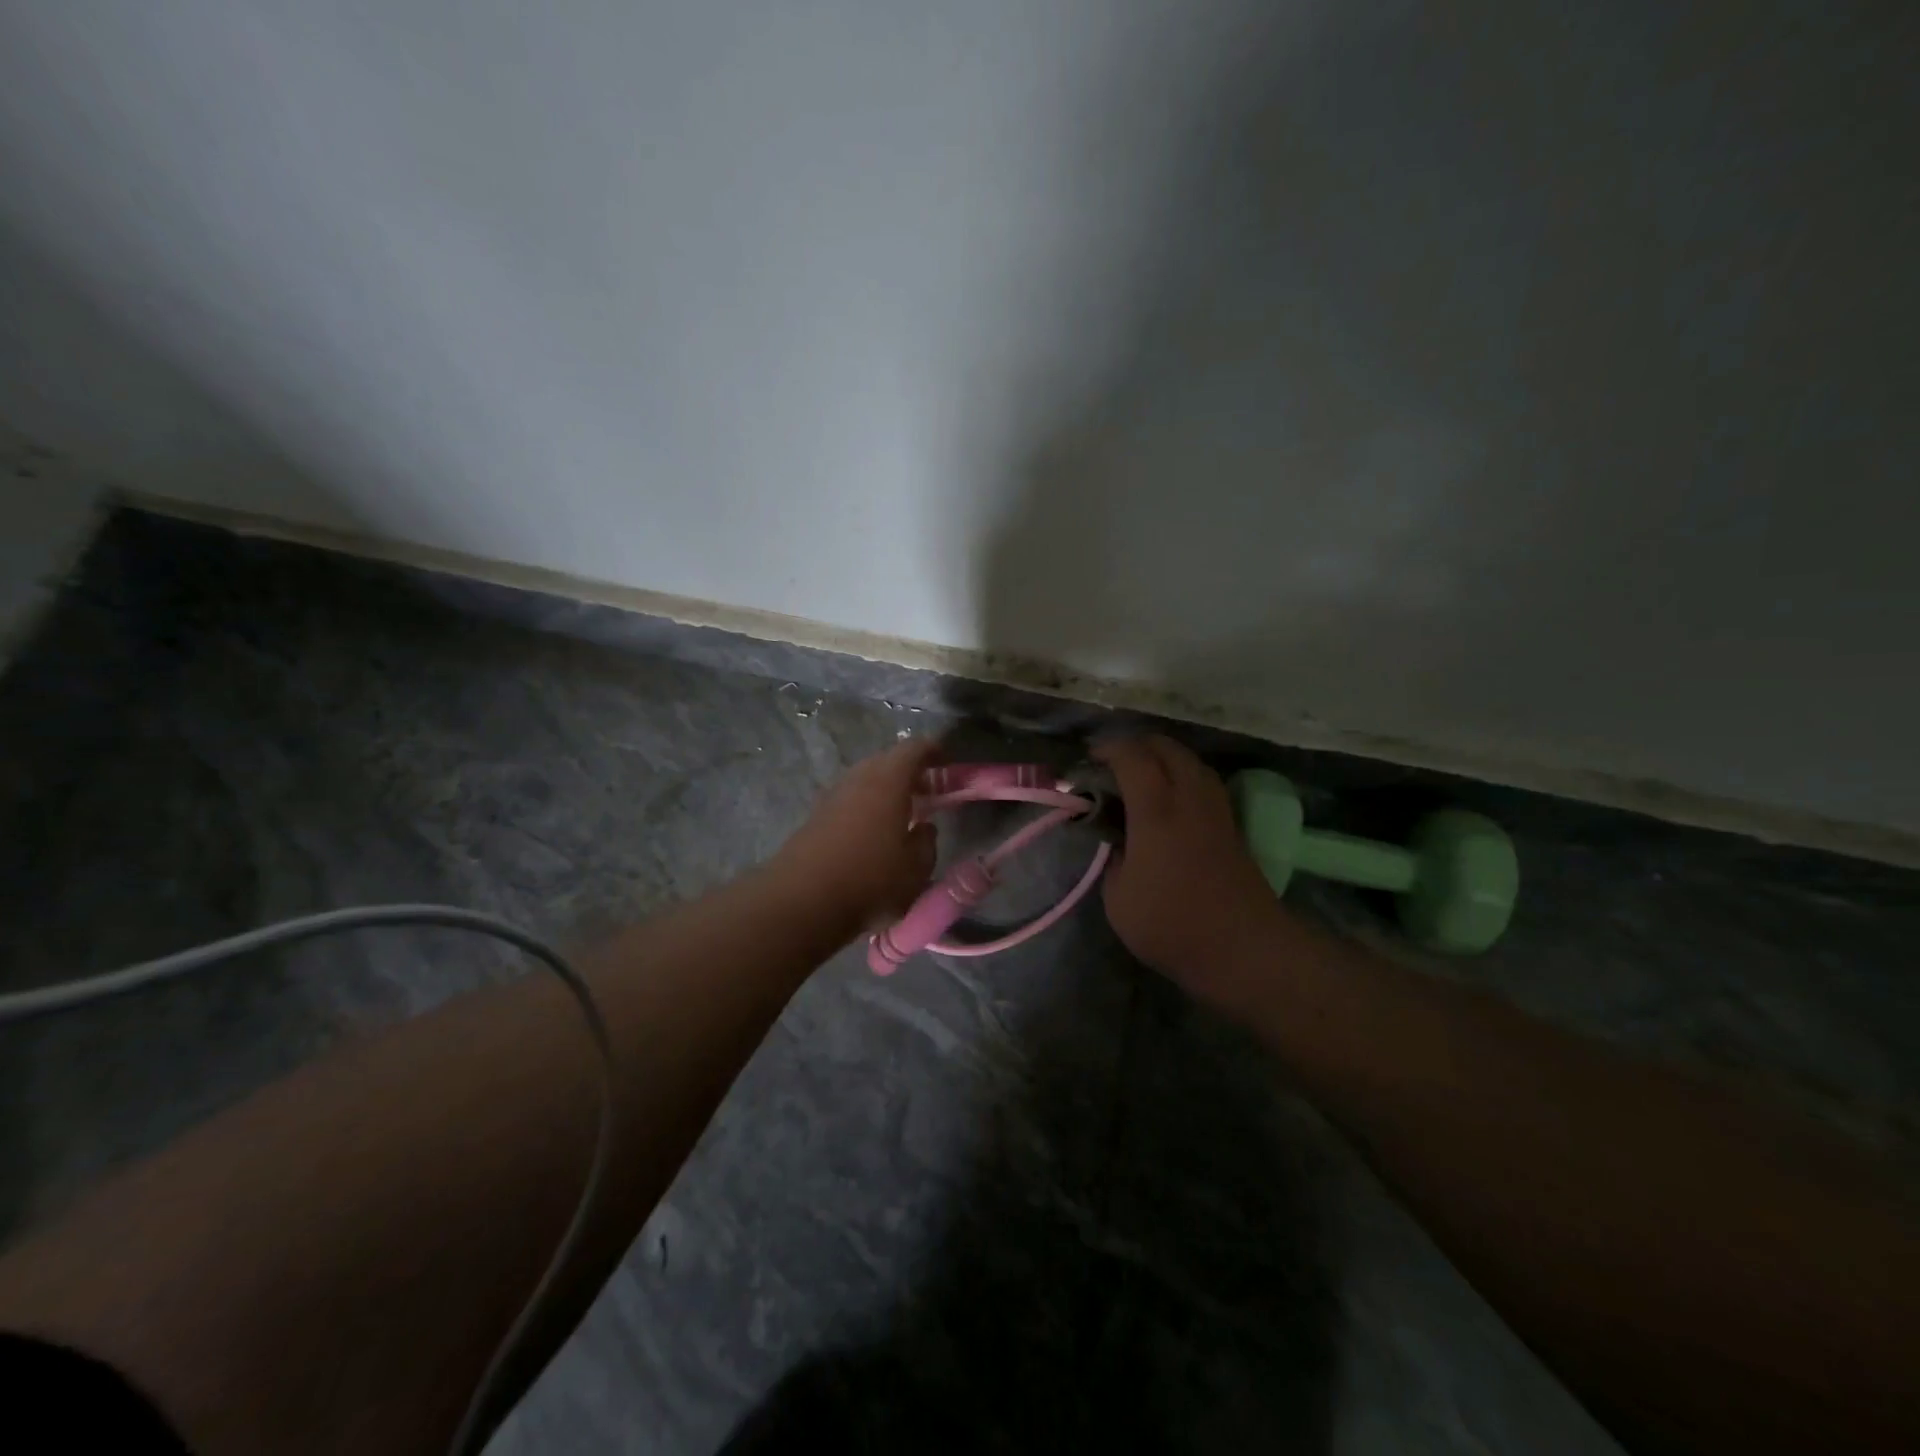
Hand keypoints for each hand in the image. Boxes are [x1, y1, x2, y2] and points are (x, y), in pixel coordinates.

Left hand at [769, 737, 939, 940]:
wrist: (802, 901)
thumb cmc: (870, 880)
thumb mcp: (915, 869)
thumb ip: (926, 843)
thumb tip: (924, 829)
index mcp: (888, 781)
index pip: (914, 749)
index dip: (932, 751)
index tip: (946, 763)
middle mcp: (858, 779)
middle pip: (886, 761)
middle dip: (908, 772)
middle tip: (927, 792)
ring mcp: (832, 796)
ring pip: (864, 780)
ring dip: (884, 790)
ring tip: (901, 814)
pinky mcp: (814, 817)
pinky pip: (848, 800)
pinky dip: (865, 807)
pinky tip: (872, 833)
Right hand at [1094, 735, 1287, 1005]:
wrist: (1243, 948)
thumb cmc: (1172, 924)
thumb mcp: (1118, 898)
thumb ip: (1113, 859)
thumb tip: (1119, 843)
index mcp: (1156, 809)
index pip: (1131, 756)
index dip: (1107, 749)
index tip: (1086, 761)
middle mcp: (1189, 797)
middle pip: (1165, 747)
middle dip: (1135, 745)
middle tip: (1111, 764)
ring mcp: (1216, 809)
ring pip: (1190, 761)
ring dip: (1162, 758)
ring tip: (1140, 778)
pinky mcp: (1231, 826)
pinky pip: (1203, 782)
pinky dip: (1181, 776)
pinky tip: (1169, 800)